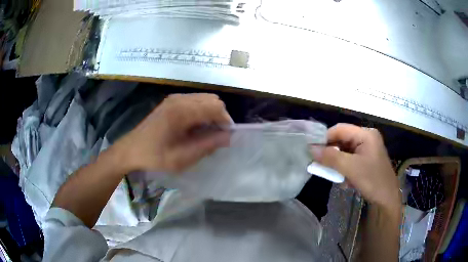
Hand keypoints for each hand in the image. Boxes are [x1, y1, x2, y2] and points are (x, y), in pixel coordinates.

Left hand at [114, 93, 231, 172]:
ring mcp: (175, 98)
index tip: (225, 138)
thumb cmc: (155, 156)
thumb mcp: (182, 157)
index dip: (225, 121)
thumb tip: (228, 137)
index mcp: (181, 111)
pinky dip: (202, 112)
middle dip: (219, 117)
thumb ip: (207, 145)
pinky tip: (195, 127)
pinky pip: (195, 101)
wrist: (131, 149)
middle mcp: (180, 99)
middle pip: (213, 100)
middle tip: (215, 136)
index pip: (216, 107)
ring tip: (206, 133)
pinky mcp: (172, 102)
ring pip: (205, 99)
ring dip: (211, 114)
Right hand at [311, 123, 399, 209]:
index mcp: (366, 134)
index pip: (340, 129)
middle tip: (321, 164)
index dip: (325, 138)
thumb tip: (311, 149)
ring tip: (334, 174)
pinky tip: (344, 179)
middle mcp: (367, 137)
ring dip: (337, 162)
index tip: (312, 151)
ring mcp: (367, 148)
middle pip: (342, 139)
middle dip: (331, 152)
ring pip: (345, 150)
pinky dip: (344, 167)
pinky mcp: (367, 159)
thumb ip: (331, 157)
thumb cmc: (372, 180)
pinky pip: (350, 158)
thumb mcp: (350, 168)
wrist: (387, 199)